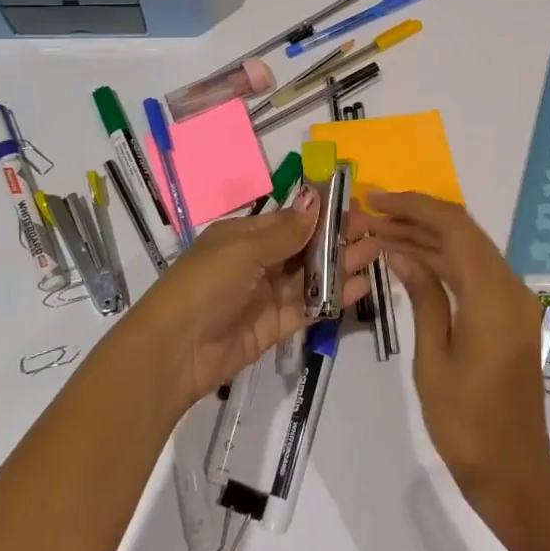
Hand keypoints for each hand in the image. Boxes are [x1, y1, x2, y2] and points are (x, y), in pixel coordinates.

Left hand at [124, 188, 378, 413]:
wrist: (173, 352)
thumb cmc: (205, 284)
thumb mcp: (244, 249)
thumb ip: (286, 231)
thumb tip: (315, 199)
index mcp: (244, 235)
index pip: (290, 219)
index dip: (321, 213)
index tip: (355, 206)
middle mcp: (257, 261)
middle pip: (304, 247)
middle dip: (337, 239)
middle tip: (374, 231)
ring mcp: (266, 295)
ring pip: (310, 276)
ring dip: (341, 265)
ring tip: (376, 253)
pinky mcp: (274, 327)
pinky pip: (308, 307)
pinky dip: (333, 297)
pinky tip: (360, 286)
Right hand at [350, 191, 549, 516]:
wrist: (515, 472)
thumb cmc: (466, 424)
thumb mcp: (433, 359)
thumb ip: (422, 297)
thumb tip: (401, 252)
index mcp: (493, 297)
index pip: (454, 228)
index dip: (414, 206)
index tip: (377, 200)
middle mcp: (511, 288)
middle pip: (463, 232)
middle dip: (416, 218)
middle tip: (371, 215)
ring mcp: (514, 300)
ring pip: (468, 250)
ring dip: (427, 238)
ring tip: (380, 232)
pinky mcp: (510, 314)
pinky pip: (475, 273)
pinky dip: (443, 261)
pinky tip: (409, 260)